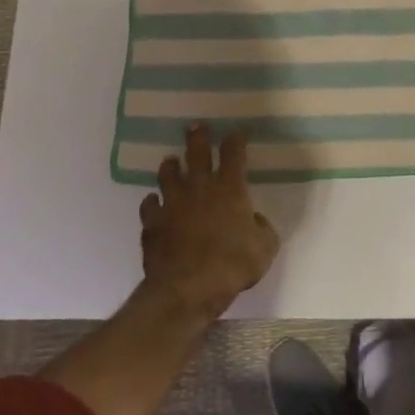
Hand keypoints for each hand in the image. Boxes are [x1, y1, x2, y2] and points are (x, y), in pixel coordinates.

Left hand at [138, 124, 279, 316]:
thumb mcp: (265, 247)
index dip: (235, 140)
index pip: (233, 154)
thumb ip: (262, 229)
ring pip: (168, 175)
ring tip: (171, 162)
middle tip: (195, 126)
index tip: (235, 132)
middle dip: (198, 137)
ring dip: (171, 166)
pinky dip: (152, 203)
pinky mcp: (152, 223)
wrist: (187, 287)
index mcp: (230, 189)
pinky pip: (149, 206)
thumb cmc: (233, 265)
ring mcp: (172, 204)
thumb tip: (254, 220)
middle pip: (197, 153)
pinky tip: (154, 203)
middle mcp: (199, 188)